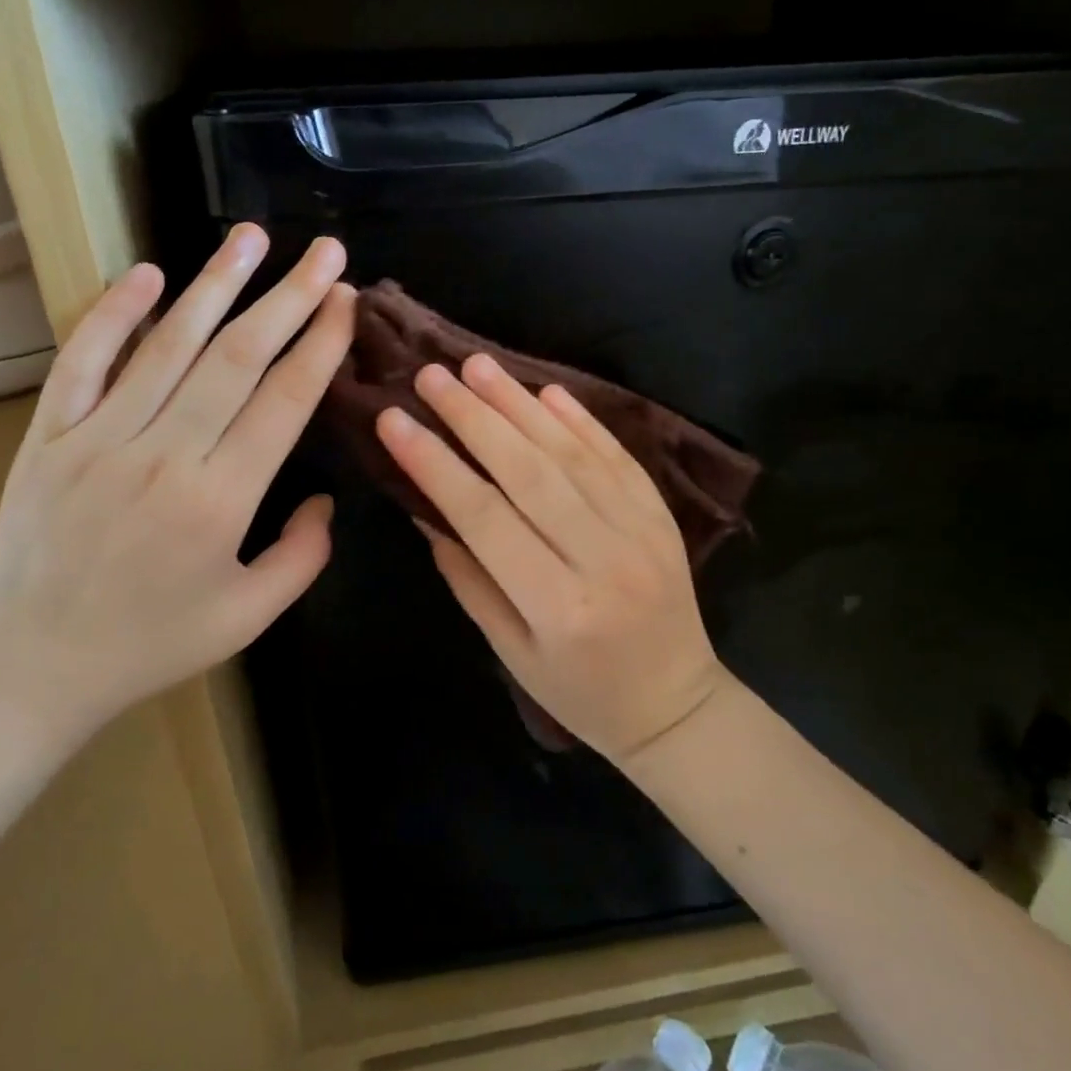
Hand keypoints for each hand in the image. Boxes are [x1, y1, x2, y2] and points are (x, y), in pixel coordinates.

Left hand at [0, 225, 353, 747]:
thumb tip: (324, 499)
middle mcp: (164, 453)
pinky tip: (147, 273)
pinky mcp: (51, 435)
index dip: (321, 344)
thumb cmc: (150, 644)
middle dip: (289, 297)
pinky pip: (83, 361)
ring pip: (168, 344)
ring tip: (251, 237)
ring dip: (215, 285)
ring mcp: (100, 437)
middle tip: (325, 252)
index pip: (284, 400)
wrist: (28, 667)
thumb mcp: (249, 617)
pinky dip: (113, 313)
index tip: (347, 300)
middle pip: (238, 357)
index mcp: (221, 498)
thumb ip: (303, 556)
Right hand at [375, 354, 727, 765]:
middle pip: (529, 472)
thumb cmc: (581, 692)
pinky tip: (547, 392)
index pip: (484, 517)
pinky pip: (618, 457)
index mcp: (558, 606)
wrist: (675, 704)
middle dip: (474, 418)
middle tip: (432, 375)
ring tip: (478, 366)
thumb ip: (470, 580)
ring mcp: (641, 531)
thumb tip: (429, 510)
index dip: (435, 464)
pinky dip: (582, 420)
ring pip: (573, 454)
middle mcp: (602, 559)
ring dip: (521, 404)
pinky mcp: (661, 516)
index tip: (395, 420)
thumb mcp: (512, 653)